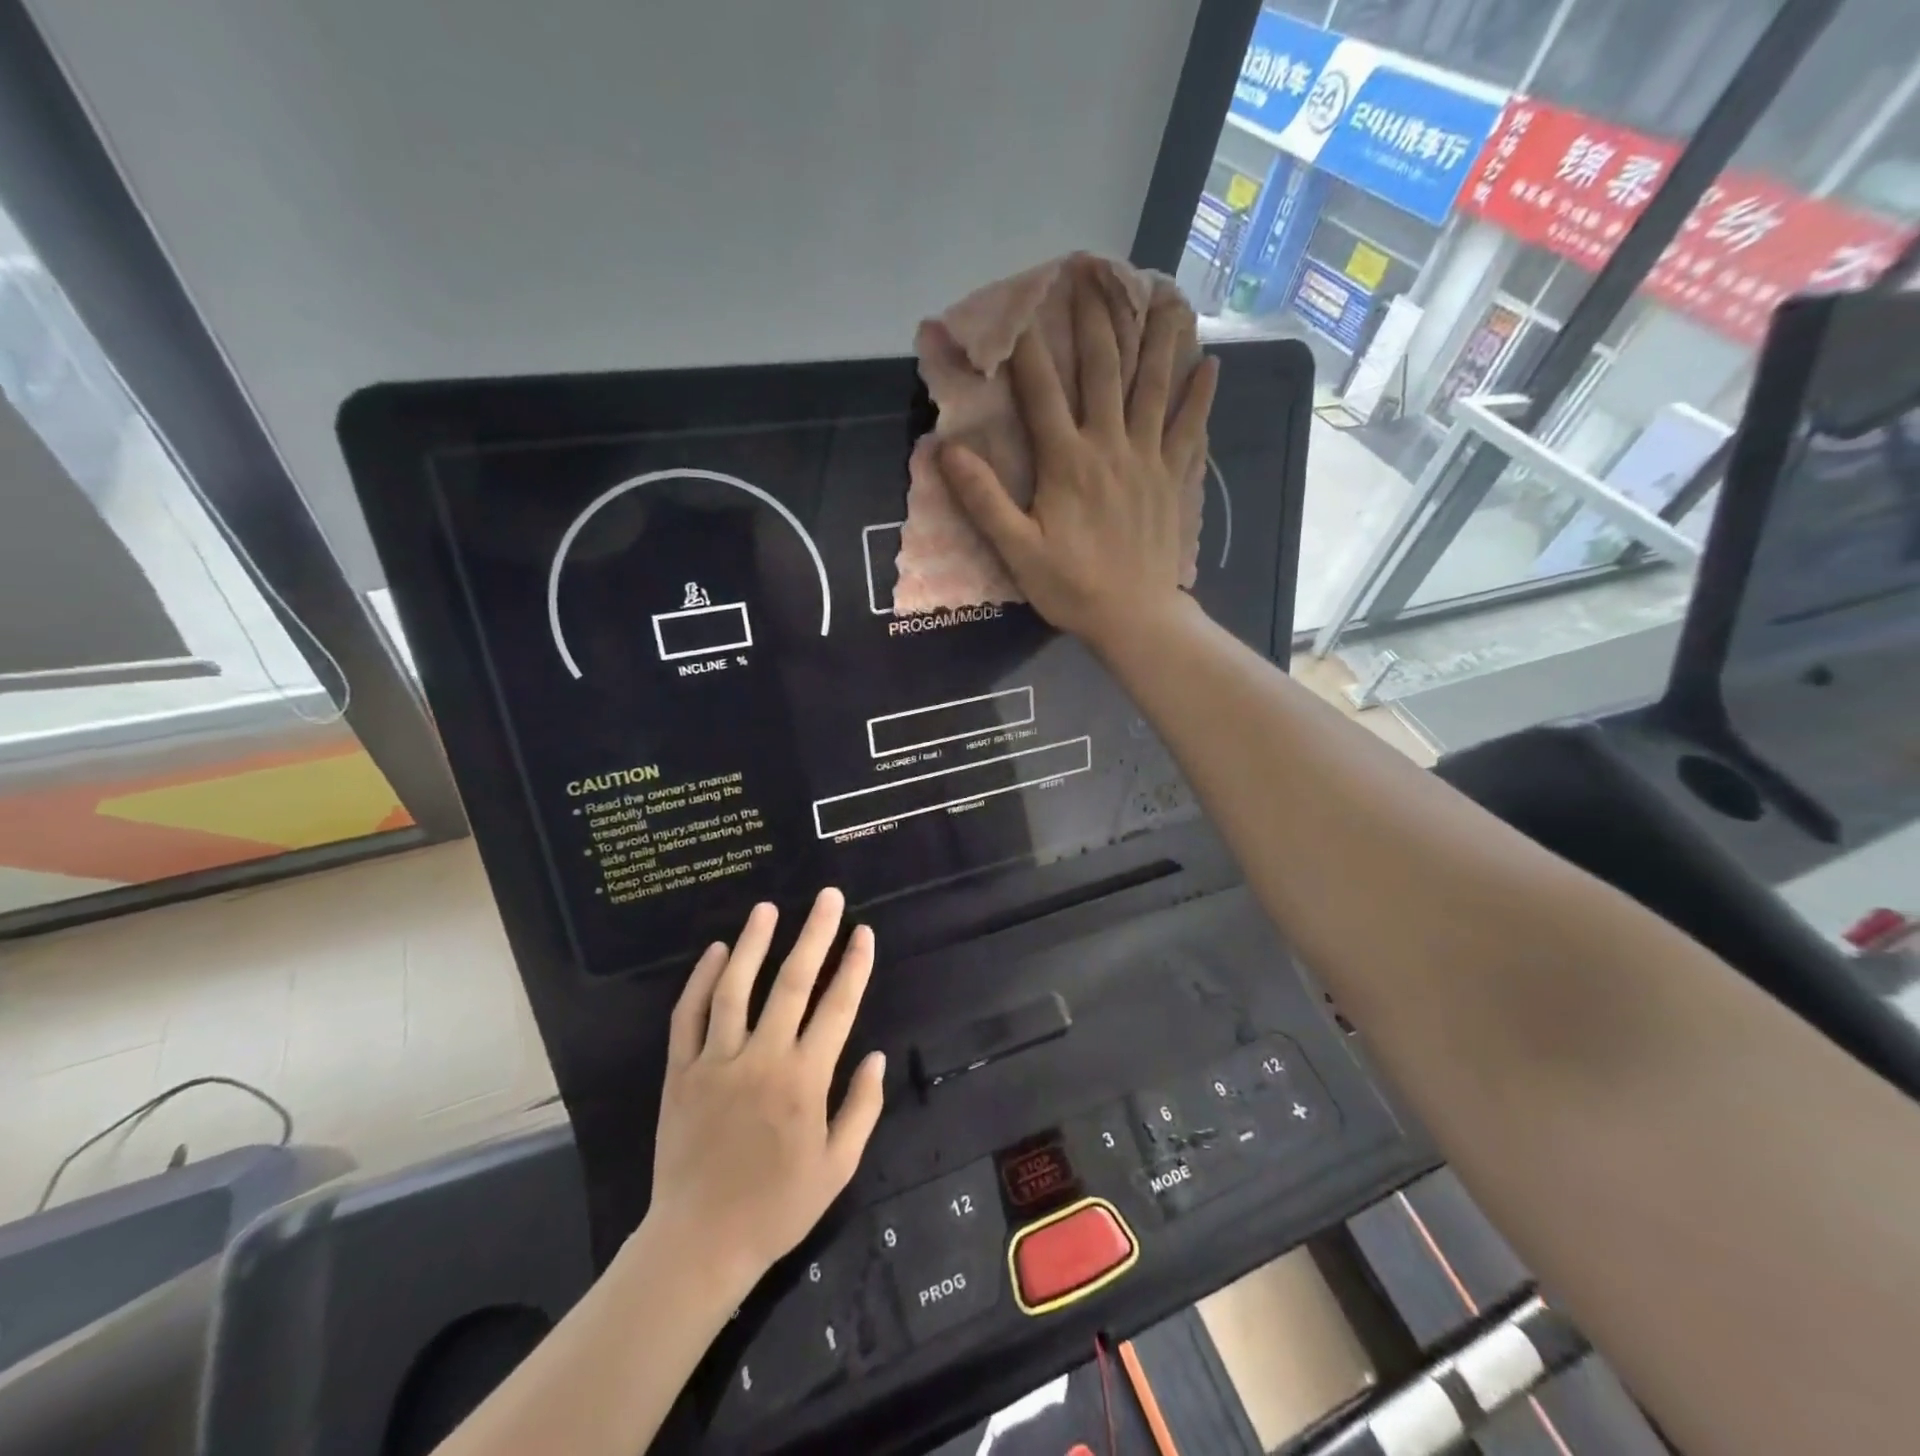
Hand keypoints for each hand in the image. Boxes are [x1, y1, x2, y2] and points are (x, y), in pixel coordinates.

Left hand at [643, 889, 884, 1296]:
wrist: (699, 1245)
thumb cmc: (777, 1207)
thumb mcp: (837, 1168)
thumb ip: (862, 1108)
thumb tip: (878, 1055)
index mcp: (804, 1081)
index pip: (837, 1008)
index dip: (854, 966)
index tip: (863, 932)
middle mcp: (762, 1059)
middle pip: (792, 983)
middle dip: (814, 934)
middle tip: (827, 896)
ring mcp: (717, 1063)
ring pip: (735, 989)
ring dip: (753, 944)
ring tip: (767, 908)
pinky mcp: (681, 1073)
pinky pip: (688, 1017)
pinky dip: (700, 981)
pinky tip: (714, 952)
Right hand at [937, 263, 1218, 650]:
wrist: (1134, 617)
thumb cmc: (1071, 587)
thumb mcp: (1017, 550)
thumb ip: (984, 499)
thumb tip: (947, 450)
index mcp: (1067, 461)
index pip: (1041, 391)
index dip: (1026, 347)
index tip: (1018, 305)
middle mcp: (1111, 446)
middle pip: (1104, 371)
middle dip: (1096, 320)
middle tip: (1094, 274)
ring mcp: (1149, 459)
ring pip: (1155, 386)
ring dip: (1158, 337)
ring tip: (1166, 293)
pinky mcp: (1174, 478)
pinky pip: (1191, 427)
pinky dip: (1201, 395)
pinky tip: (1211, 364)